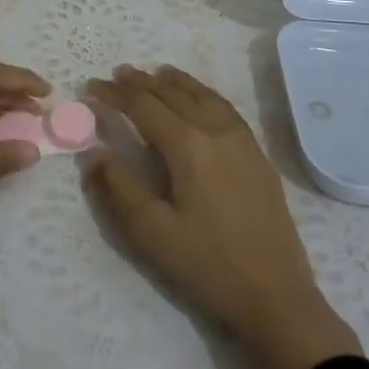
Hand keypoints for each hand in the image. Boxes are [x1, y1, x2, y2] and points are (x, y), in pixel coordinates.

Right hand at [84, 64, 361, 368]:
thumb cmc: (209, 265)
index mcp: (187, 145)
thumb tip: (93, 153)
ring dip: (174, 81)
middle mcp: (215, 130)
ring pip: (202, 95)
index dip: (114, 94)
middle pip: (172, 93)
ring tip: (155, 72)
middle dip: (141, 82)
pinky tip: (199, 98)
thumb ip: (119, 188)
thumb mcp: (153, 233)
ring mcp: (241, 139)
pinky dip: (202, 92)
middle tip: (117, 74)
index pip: (143, 106)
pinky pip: (224, 106)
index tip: (91, 87)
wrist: (277, 296)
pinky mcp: (257, 153)